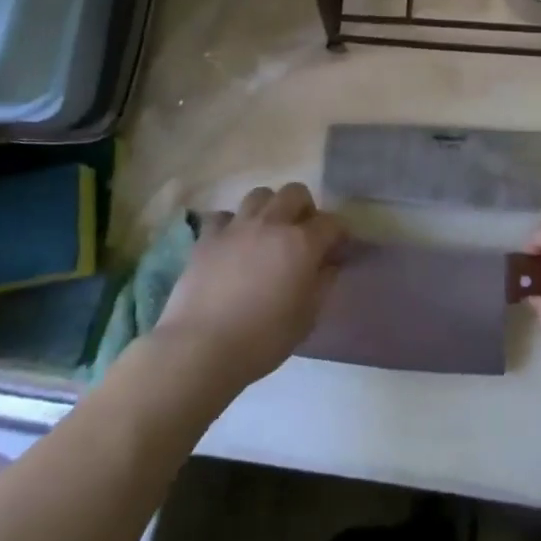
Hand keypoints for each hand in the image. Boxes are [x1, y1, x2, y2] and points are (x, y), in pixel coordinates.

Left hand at [152, 183, 343, 388]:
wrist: (201, 348)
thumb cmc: (262, 339)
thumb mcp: (307, 318)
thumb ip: (323, 284)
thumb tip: (329, 264)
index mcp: (302, 243)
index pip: (332, 222)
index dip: (339, 234)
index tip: (338, 250)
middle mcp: (272, 224)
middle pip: (295, 192)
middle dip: (305, 207)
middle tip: (302, 233)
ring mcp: (237, 226)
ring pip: (260, 195)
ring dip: (270, 208)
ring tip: (267, 232)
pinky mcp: (207, 237)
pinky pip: (223, 215)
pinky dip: (232, 224)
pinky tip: (232, 243)